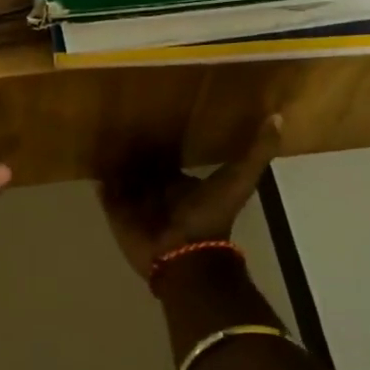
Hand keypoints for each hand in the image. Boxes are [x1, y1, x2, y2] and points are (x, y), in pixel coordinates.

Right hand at [98, 115, 281, 280]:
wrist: (186, 255)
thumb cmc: (210, 216)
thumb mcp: (239, 179)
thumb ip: (257, 152)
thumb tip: (277, 116)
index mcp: (182, 184)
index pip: (168, 159)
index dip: (162, 142)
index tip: (151, 114)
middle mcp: (159, 192)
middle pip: (142, 167)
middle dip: (133, 150)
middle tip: (119, 120)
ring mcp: (137, 204)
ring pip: (123, 178)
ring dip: (115, 161)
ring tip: (100, 135)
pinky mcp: (118, 215)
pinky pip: (106, 194)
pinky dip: (101, 181)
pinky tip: (91, 160)